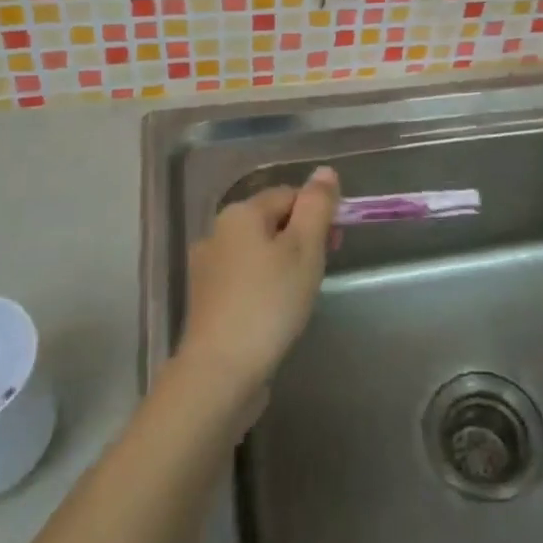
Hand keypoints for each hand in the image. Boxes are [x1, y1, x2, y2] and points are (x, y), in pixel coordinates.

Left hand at [177, 167, 339, 408]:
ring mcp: (207, 268)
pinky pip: (244, 279)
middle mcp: (217, 233)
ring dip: (284, 263)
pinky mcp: (206, 301)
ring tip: (302, 293)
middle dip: (302, 239)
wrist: (220, 371)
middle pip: (272, 221)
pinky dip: (264, 286)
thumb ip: (317, 206)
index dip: (318, 214)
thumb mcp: (305, 248)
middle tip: (322, 268)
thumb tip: (324, 171)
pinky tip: (276, 311)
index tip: (335, 244)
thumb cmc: (270, 302)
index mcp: (240, 213)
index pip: (289, 195)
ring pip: (258, 252)